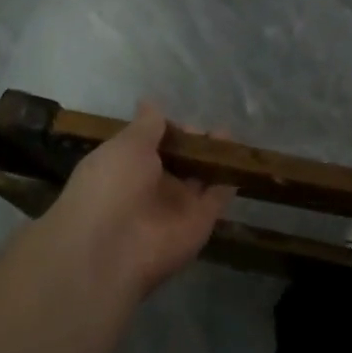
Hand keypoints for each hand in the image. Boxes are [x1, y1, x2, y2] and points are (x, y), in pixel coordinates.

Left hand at [43, 102, 234, 299]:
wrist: (113, 249)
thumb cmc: (111, 186)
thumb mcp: (125, 146)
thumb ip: (146, 126)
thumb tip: (150, 103)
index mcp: (124, 167)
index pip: (150, 145)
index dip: (166, 131)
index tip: (180, 121)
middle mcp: (149, 187)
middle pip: (178, 161)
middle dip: (192, 144)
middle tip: (209, 129)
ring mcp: (176, 206)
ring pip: (199, 177)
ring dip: (213, 158)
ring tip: (228, 135)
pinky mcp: (200, 223)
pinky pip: (217, 197)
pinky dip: (229, 178)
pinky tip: (240, 157)